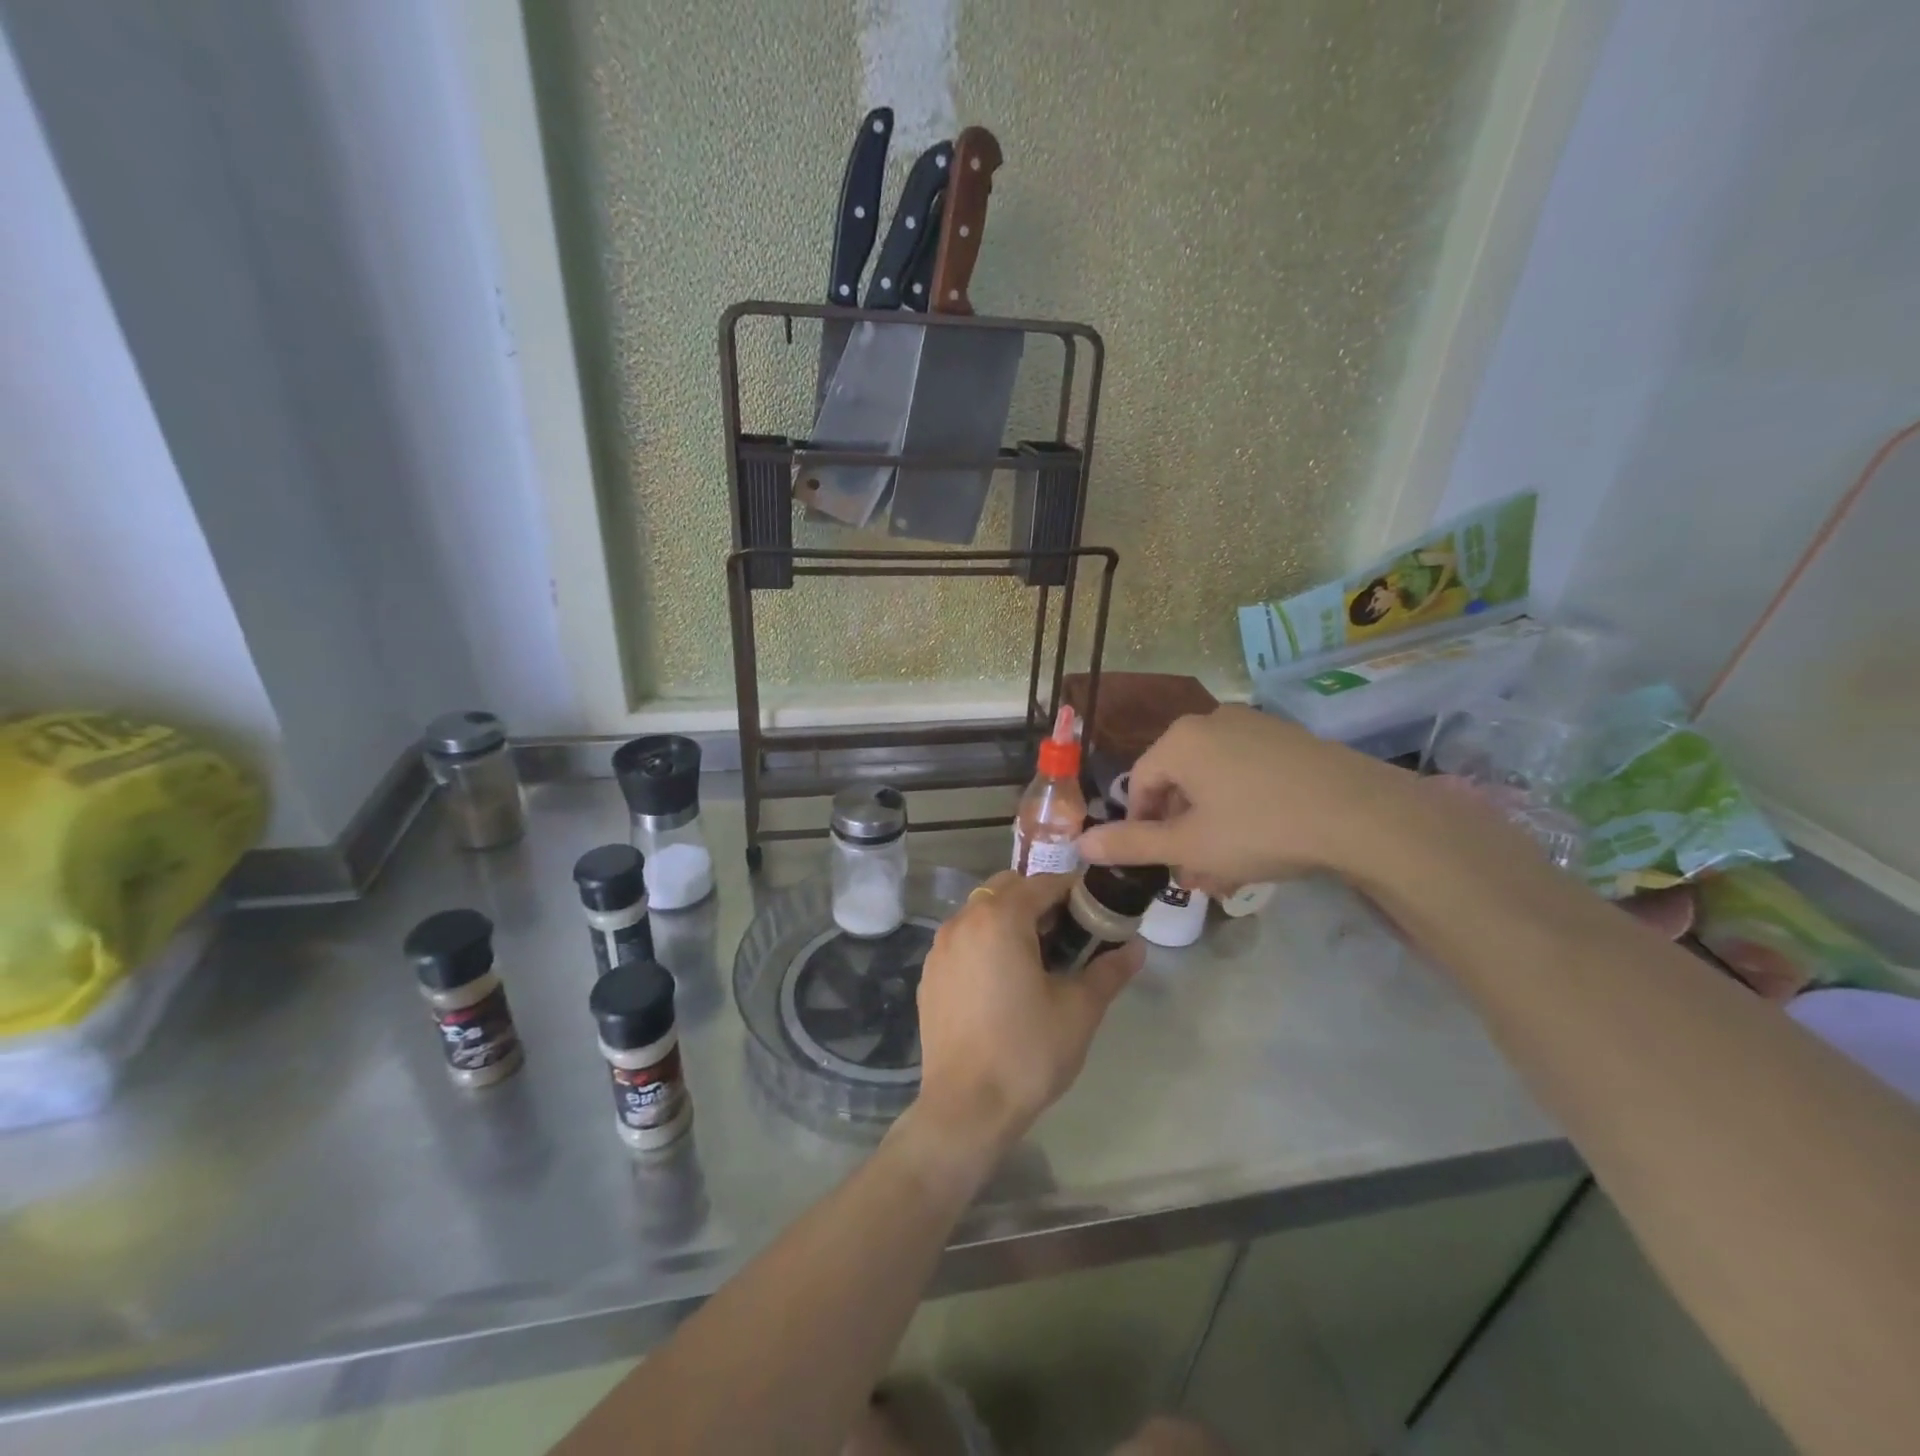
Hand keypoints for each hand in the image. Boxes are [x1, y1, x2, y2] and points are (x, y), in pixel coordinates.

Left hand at [913, 871, 1142, 1155]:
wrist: (966, 1107)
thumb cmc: (1027, 1051)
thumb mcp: (1079, 1010)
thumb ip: (1109, 970)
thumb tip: (1136, 947)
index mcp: (1000, 918)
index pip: (1043, 884)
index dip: (1074, 893)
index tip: (1096, 913)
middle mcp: (963, 920)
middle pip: (1007, 888)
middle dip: (1039, 901)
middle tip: (1067, 937)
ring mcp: (940, 947)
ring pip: (981, 911)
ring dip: (1010, 920)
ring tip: (1036, 960)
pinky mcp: (929, 974)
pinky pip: (963, 940)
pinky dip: (985, 943)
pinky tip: (1002, 983)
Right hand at [1077, 705, 1418, 894]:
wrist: (1363, 815)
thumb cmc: (1260, 828)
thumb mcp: (1189, 846)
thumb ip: (1131, 844)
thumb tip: (1081, 845)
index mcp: (1180, 739)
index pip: (1139, 783)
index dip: (1140, 826)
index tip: (1158, 862)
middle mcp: (1212, 721)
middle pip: (1177, 782)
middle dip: (1180, 832)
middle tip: (1194, 873)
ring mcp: (1255, 726)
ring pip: (1214, 781)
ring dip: (1210, 825)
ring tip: (1227, 869)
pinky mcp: (1289, 739)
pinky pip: (1247, 773)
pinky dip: (1241, 807)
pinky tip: (1261, 842)